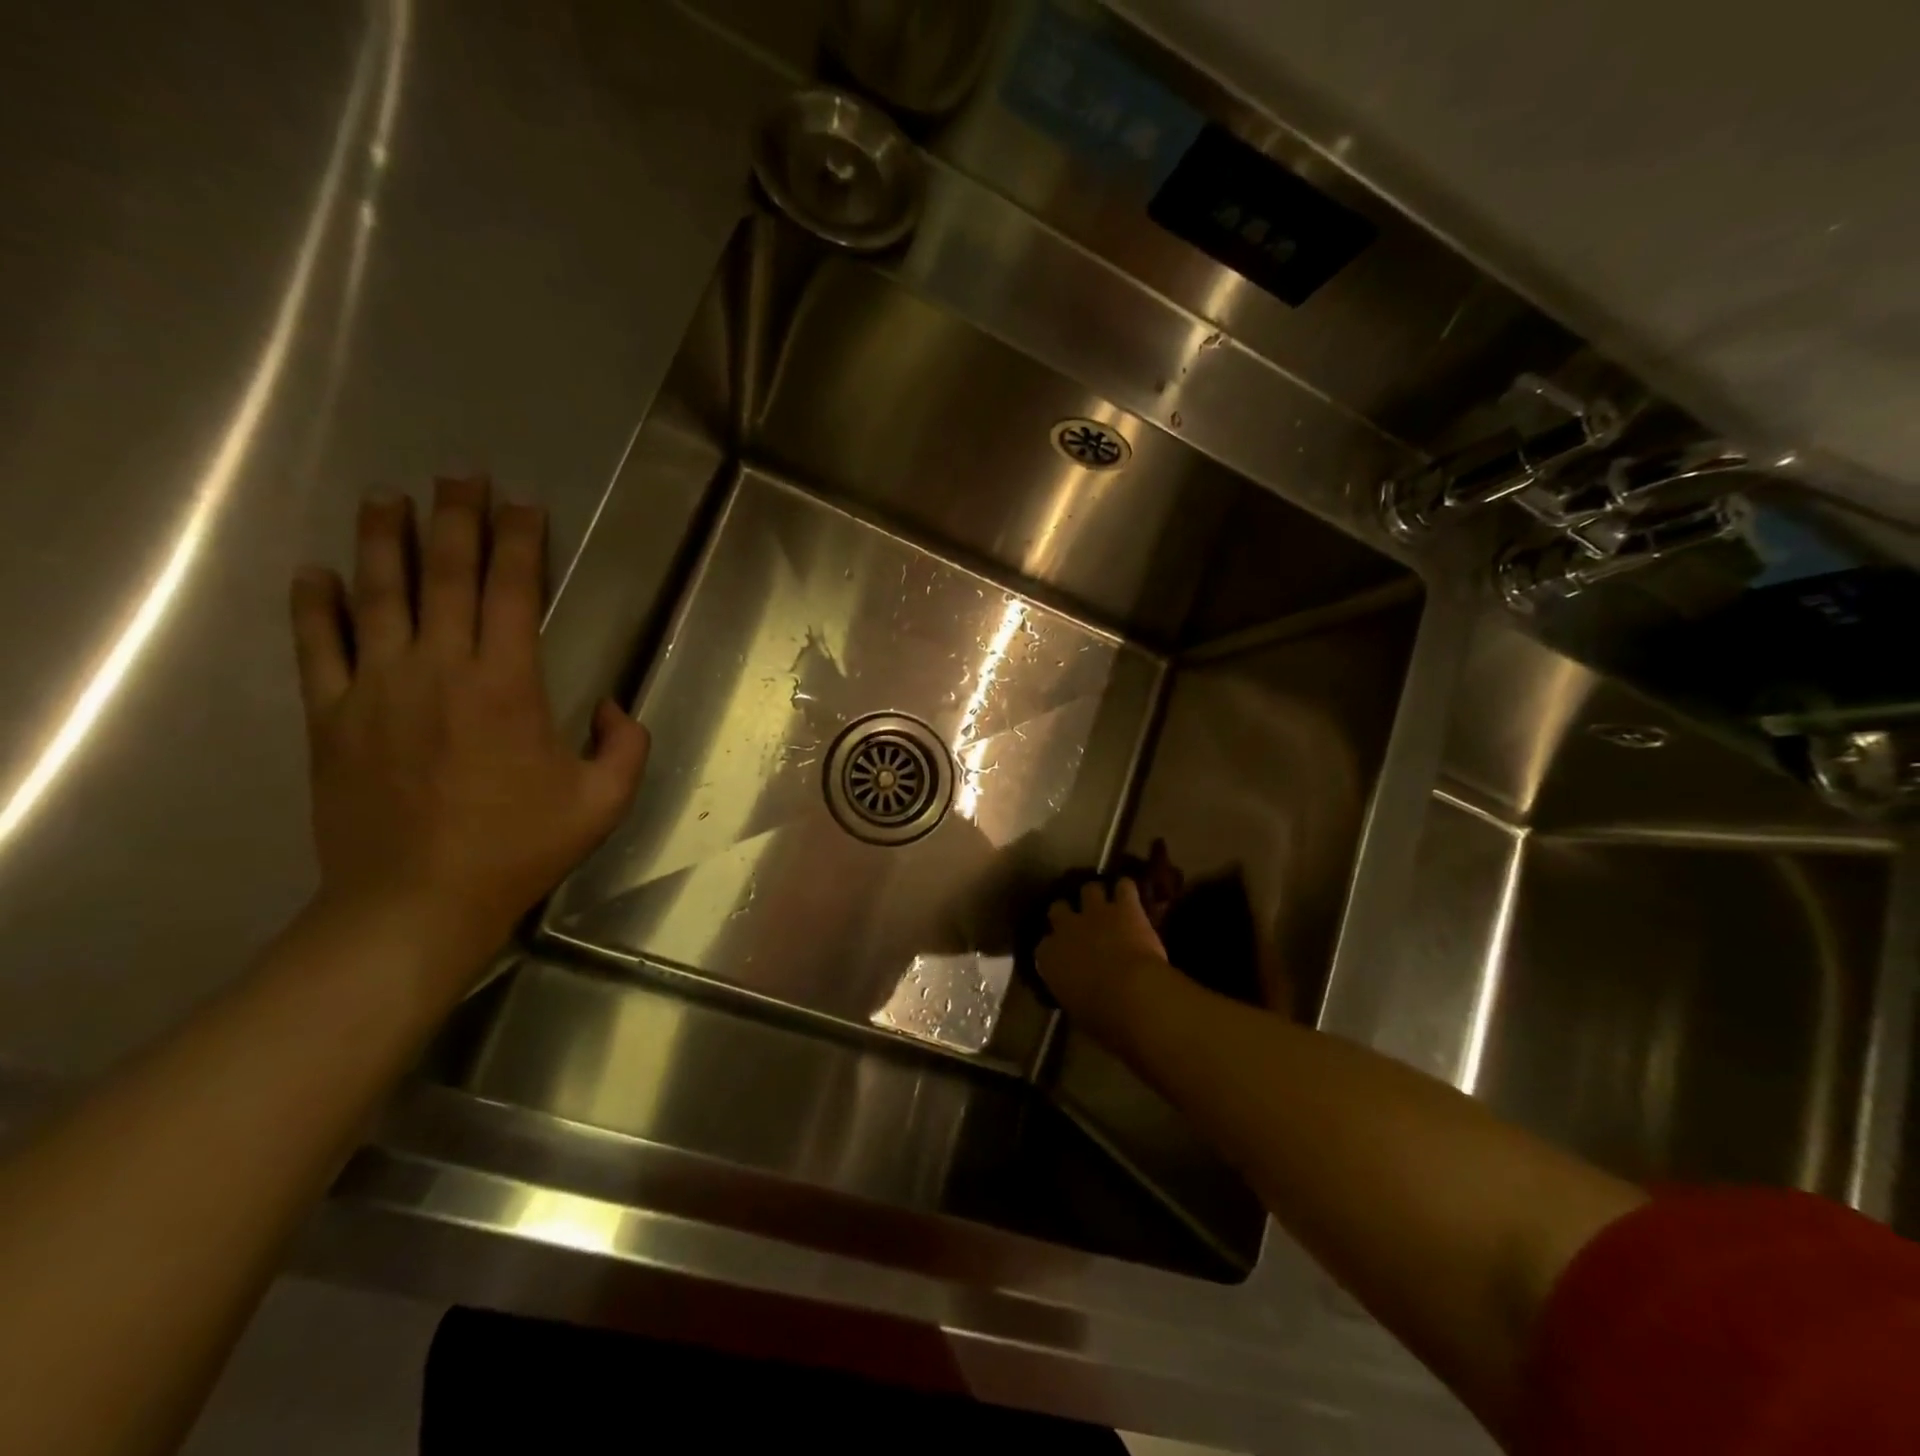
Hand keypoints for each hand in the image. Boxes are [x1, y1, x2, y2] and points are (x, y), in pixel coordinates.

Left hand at [288, 477, 648, 971]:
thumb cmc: (518, 849)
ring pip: (377, 595)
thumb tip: (613, 706)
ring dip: (383, 541)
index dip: (521, 543)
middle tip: (460, 475)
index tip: (525, 505)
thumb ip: (626, 746)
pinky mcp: (331, 717)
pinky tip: (315, 572)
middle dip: (457, 519)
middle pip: (445, 577)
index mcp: (508, 686)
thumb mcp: (603, 802)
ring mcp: (376, 689)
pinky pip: (317, 647)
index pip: (513, 593)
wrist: (414, 902)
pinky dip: (314, 605)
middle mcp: (439, 670)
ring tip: (387, 497)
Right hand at [1035, 878, 1172, 1050]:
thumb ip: (1071, 993)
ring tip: (1107, 904)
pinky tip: (1132, 896)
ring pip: (1089, 889)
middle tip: (1080, 921)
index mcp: (1049, 957)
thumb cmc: (1101, 1015)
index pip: (1043, 946)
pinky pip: (1124, 887)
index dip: (1054, 947)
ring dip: (1097, 896)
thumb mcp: (1076, 1009)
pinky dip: (1127, 890)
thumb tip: (1077, 994)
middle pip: (1058, 908)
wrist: (1131, 994)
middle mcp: (1066, 928)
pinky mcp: (1124, 907)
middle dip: (1067, 912)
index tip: (1062, 955)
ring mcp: (1095, 912)